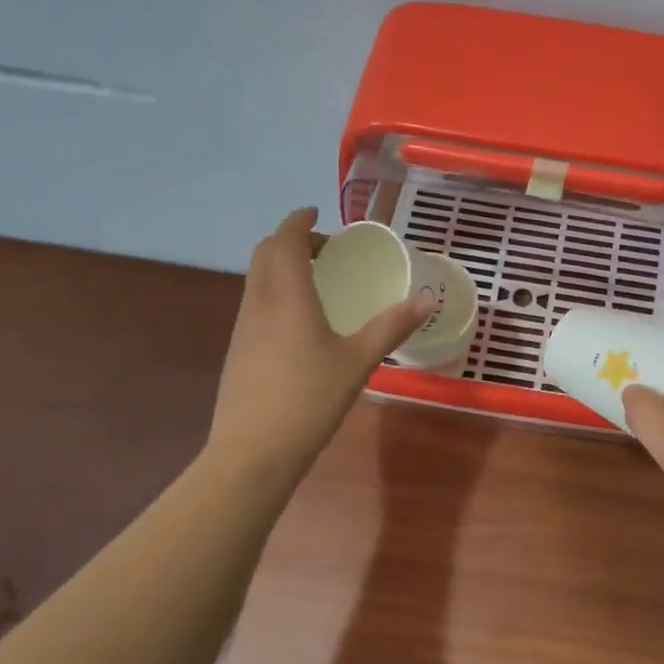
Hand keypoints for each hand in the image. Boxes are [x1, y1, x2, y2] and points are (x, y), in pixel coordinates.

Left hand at [205, 208, 431, 481]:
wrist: (252, 451)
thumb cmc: (309, 399)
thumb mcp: (358, 362)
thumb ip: (391, 327)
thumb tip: (426, 300)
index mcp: (287, 296)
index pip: (285, 241)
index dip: (299, 221)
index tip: (317, 212)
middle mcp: (258, 303)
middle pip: (265, 254)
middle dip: (291, 240)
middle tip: (325, 248)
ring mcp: (243, 327)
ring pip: (257, 279)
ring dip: (281, 266)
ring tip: (316, 280)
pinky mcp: (237, 350)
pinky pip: (255, 303)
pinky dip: (275, 292)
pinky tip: (299, 321)